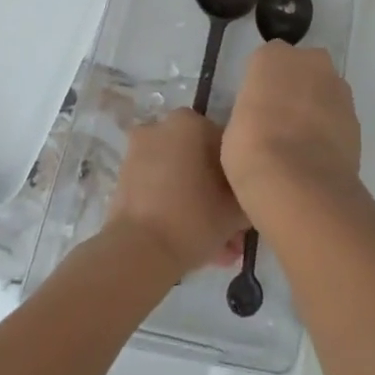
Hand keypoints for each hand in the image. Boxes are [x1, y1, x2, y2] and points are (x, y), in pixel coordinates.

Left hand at [105, 111, 247, 273]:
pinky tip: (194, 245)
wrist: (137, 253)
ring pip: (181, 179)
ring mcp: (139, 153)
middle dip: (219, 197)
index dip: (240, 177)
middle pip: (202, 162)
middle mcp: (161, 127)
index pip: (227, 144)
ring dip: (200, 208)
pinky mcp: (124, 181)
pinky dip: (176, 210)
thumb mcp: (237, 208)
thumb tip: (250, 195)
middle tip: (234, 232)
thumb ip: (250, 192)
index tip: (246, 205)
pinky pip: (161, 190)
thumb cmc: (193, 218)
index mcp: (189, 121)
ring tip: (218, 248)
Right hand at [222, 42, 361, 221]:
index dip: (261, 86)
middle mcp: (310, 61)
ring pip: (323, 92)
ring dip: (314, 109)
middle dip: (293, 89)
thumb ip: (251, 112)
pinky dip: (329, 131)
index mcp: (273, 56)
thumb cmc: (252, 149)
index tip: (255, 110)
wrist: (300, 184)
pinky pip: (337, 118)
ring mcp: (338, 88)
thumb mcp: (233, 127)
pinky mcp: (356, 117)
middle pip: (300, 69)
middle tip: (277, 123)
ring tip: (298, 146)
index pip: (265, 62)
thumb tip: (259, 122)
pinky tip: (316, 158)